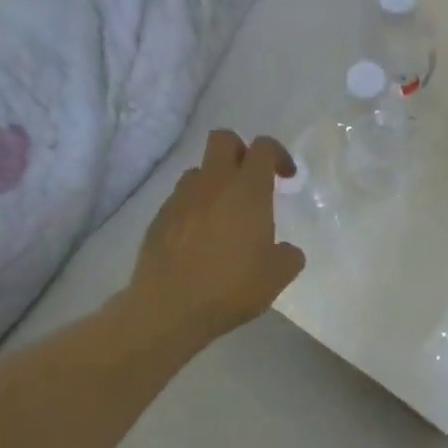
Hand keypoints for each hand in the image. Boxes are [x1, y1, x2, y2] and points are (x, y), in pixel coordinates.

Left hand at [126, 131, 305, 348]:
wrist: (170, 308)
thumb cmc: (232, 287)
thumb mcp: (278, 275)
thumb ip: (289, 255)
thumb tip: (285, 249)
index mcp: (247, 191)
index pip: (263, 147)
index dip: (278, 154)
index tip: (286, 177)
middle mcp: (212, 184)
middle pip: (223, 139)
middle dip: (241, 151)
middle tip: (252, 181)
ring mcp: (181, 199)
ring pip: (199, 170)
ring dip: (215, 182)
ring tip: (225, 214)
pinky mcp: (159, 218)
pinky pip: (181, 199)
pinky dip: (195, 208)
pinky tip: (201, 239)